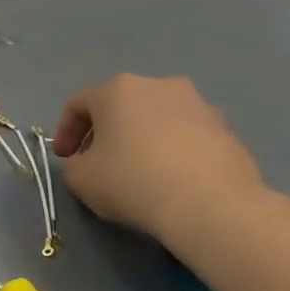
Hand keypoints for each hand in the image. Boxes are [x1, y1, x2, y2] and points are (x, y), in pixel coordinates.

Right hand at [52, 74, 265, 241]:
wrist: (209, 204)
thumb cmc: (132, 182)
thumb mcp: (79, 178)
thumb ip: (72, 163)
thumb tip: (84, 161)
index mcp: (118, 90)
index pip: (78, 105)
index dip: (64, 132)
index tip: (64, 159)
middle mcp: (158, 86)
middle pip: (119, 106)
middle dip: (104, 132)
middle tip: (97, 162)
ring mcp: (198, 104)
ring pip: (155, 118)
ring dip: (140, 139)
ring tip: (137, 172)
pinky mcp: (226, 128)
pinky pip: (185, 135)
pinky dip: (170, 150)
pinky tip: (169, 179)